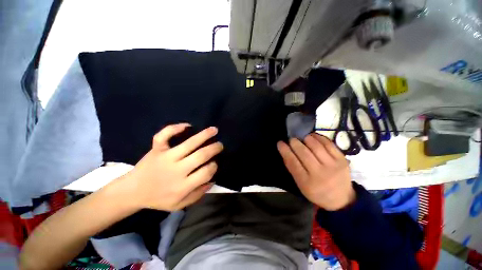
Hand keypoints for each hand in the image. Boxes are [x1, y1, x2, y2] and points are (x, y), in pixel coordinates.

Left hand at [122, 124, 222, 210]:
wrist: (132, 192)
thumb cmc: (158, 199)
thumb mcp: (179, 204)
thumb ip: (197, 194)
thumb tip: (212, 181)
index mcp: (183, 185)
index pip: (206, 172)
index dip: (214, 166)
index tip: (214, 163)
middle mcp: (176, 170)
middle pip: (201, 155)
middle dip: (214, 149)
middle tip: (220, 145)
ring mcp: (166, 157)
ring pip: (189, 143)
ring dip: (204, 135)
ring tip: (214, 130)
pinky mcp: (156, 149)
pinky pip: (164, 136)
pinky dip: (174, 128)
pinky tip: (187, 126)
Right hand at [277, 133, 354, 210]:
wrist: (341, 199)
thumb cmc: (316, 191)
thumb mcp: (301, 184)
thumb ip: (293, 168)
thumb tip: (286, 150)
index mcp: (307, 182)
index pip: (293, 162)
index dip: (285, 151)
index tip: (280, 143)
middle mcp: (320, 174)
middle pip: (304, 153)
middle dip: (295, 143)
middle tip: (291, 139)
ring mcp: (333, 166)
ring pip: (316, 146)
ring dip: (306, 138)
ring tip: (302, 137)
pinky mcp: (342, 160)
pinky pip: (329, 144)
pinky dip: (319, 137)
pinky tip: (313, 136)